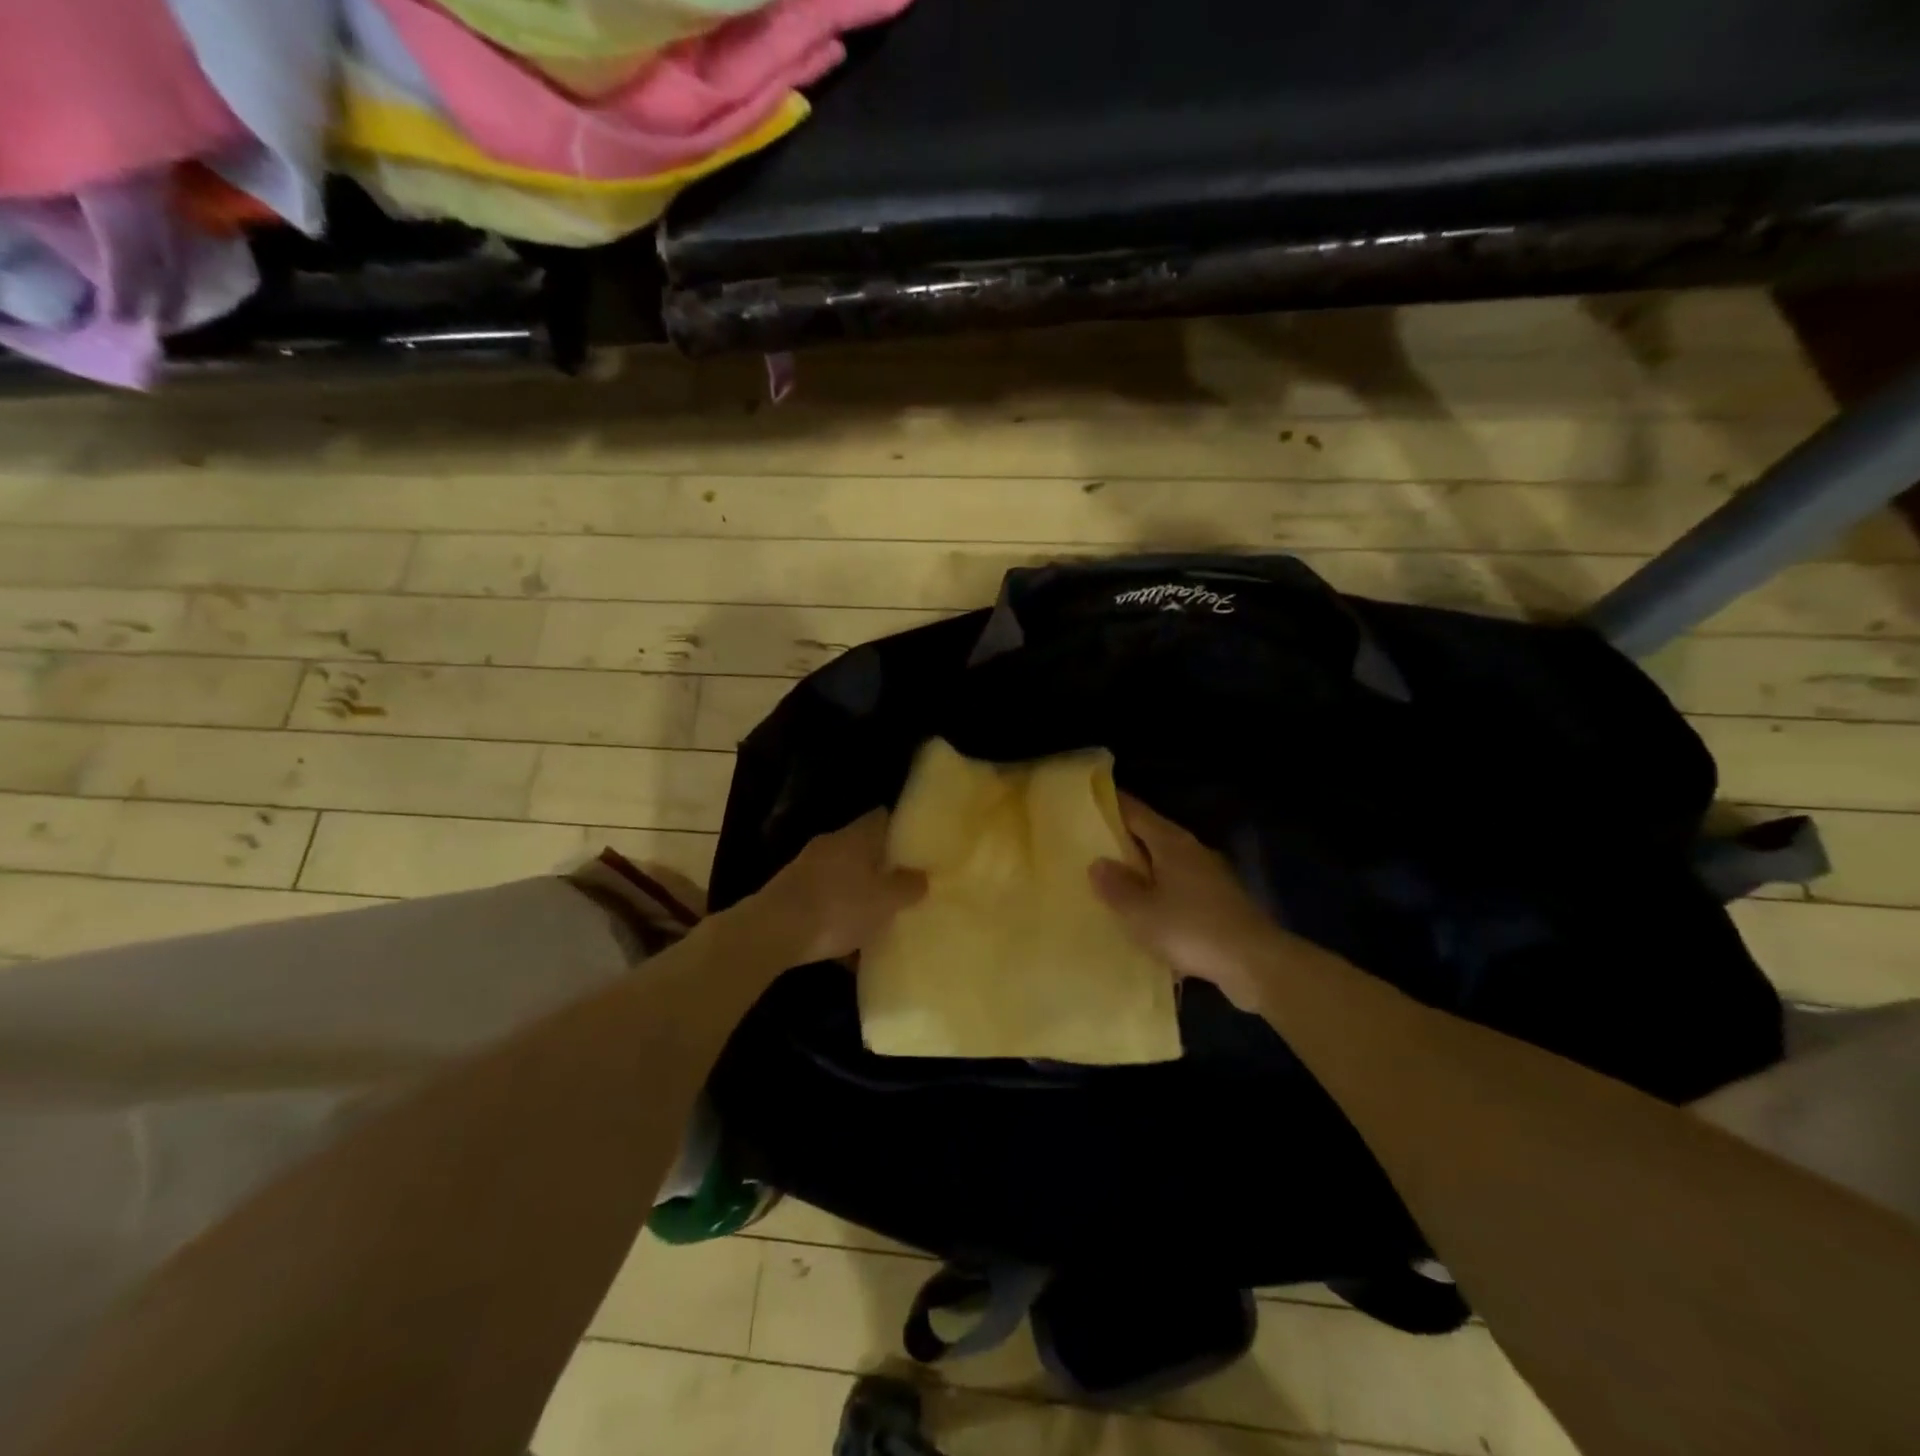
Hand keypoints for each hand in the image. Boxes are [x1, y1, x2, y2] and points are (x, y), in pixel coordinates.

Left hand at [746, 809, 926, 965]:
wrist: (772, 932)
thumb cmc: (839, 907)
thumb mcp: (885, 901)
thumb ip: (907, 887)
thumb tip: (921, 875)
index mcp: (855, 836)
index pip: (881, 818)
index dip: (900, 829)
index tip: (915, 845)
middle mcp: (829, 844)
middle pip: (861, 848)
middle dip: (879, 866)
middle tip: (900, 885)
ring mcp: (805, 868)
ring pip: (840, 876)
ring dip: (856, 893)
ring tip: (876, 918)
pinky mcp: (788, 894)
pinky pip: (822, 902)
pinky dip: (836, 917)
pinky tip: (846, 947)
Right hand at [1089, 795, 1289, 1010]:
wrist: (1255, 964)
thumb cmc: (1191, 929)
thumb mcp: (1141, 912)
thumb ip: (1116, 887)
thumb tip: (1097, 863)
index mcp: (1172, 843)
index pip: (1136, 812)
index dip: (1112, 806)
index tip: (1089, 803)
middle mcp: (1192, 851)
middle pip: (1152, 835)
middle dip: (1124, 839)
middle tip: (1090, 846)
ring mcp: (1210, 876)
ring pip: (1167, 863)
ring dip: (1143, 869)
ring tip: (1113, 881)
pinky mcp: (1219, 902)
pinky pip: (1180, 888)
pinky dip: (1160, 893)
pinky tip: (1147, 912)